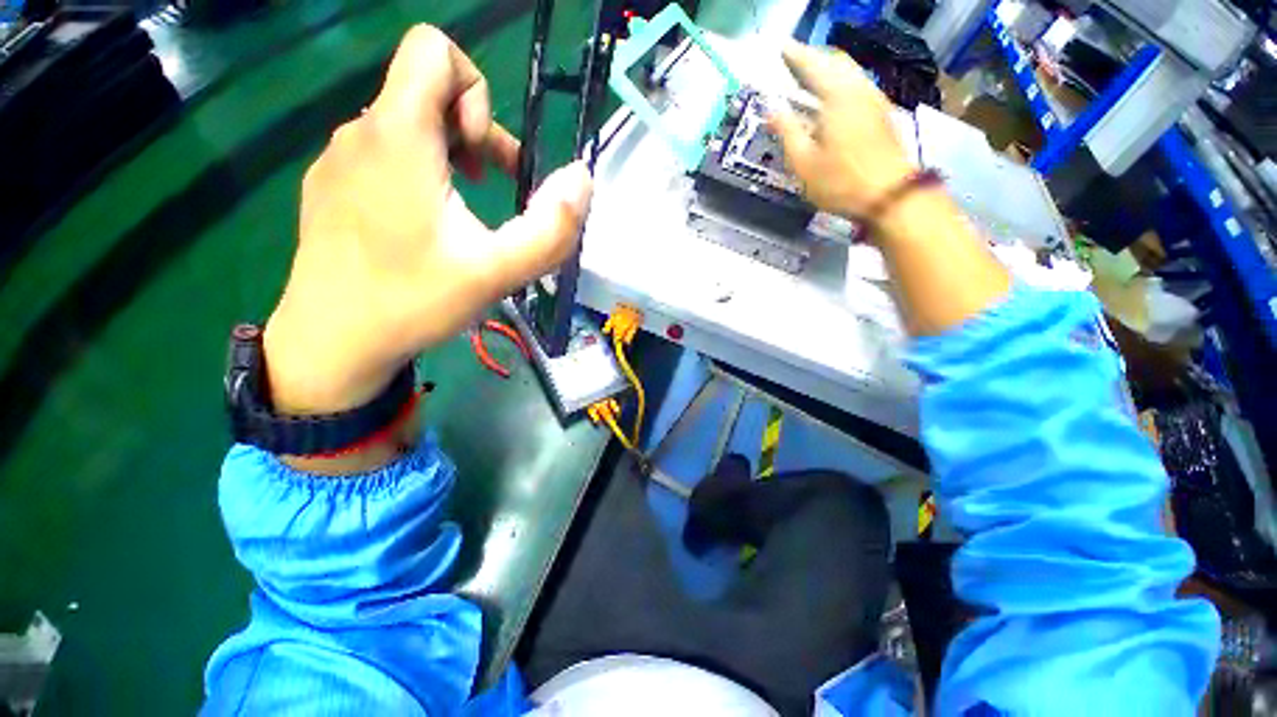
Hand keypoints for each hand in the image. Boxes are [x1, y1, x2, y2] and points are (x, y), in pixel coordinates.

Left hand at [263, 25, 591, 415]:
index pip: (433, 49)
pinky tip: (424, 227)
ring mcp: (338, 159)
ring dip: (448, 157)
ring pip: (406, 126)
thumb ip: (550, 228)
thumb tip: (582, 178)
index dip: (476, 90)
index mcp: (398, 136)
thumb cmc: (414, 301)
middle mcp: (360, 131)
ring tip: (464, 213)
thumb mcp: (497, 271)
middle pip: (426, 91)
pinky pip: (382, 155)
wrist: (332, 343)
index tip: (483, 155)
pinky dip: (418, 175)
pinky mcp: (329, 187)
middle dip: (473, 133)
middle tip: (491, 188)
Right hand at [768, 42, 913, 220]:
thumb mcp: (804, 163)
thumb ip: (787, 132)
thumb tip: (771, 109)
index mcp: (837, 96)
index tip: (781, 48)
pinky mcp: (882, 113)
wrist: (889, 194)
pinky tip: (833, 97)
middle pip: (836, 61)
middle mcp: (858, 89)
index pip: (813, 65)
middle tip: (795, 62)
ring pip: (850, 71)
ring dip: (829, 68)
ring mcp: (874, 99)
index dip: (795, 55)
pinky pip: (858, 84)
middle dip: (814, 57)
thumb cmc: (840, 181)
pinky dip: (841, 81)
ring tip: (811, 77)